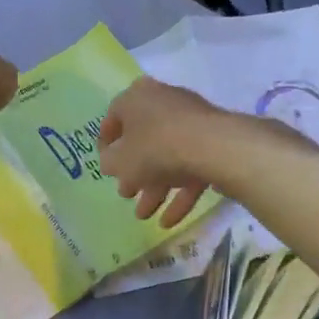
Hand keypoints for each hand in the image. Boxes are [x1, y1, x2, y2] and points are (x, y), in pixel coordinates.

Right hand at [98, 77, 230, 227]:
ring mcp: (191, 121)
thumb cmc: (154, 148)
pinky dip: (179, 194)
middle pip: (143, 141)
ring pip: (167, 157)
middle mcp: (164, 102)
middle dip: (134, 173)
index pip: (113, 118)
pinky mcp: (212, 141)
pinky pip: (190, 167)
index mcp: (136, 98)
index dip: (106, 146)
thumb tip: (112, 163)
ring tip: (145, 216)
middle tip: (127, 194)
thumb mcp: (118, 161)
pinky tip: (169, 221)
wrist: (212, 147)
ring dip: (154, 188)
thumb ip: (109, 163)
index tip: (106, 168)